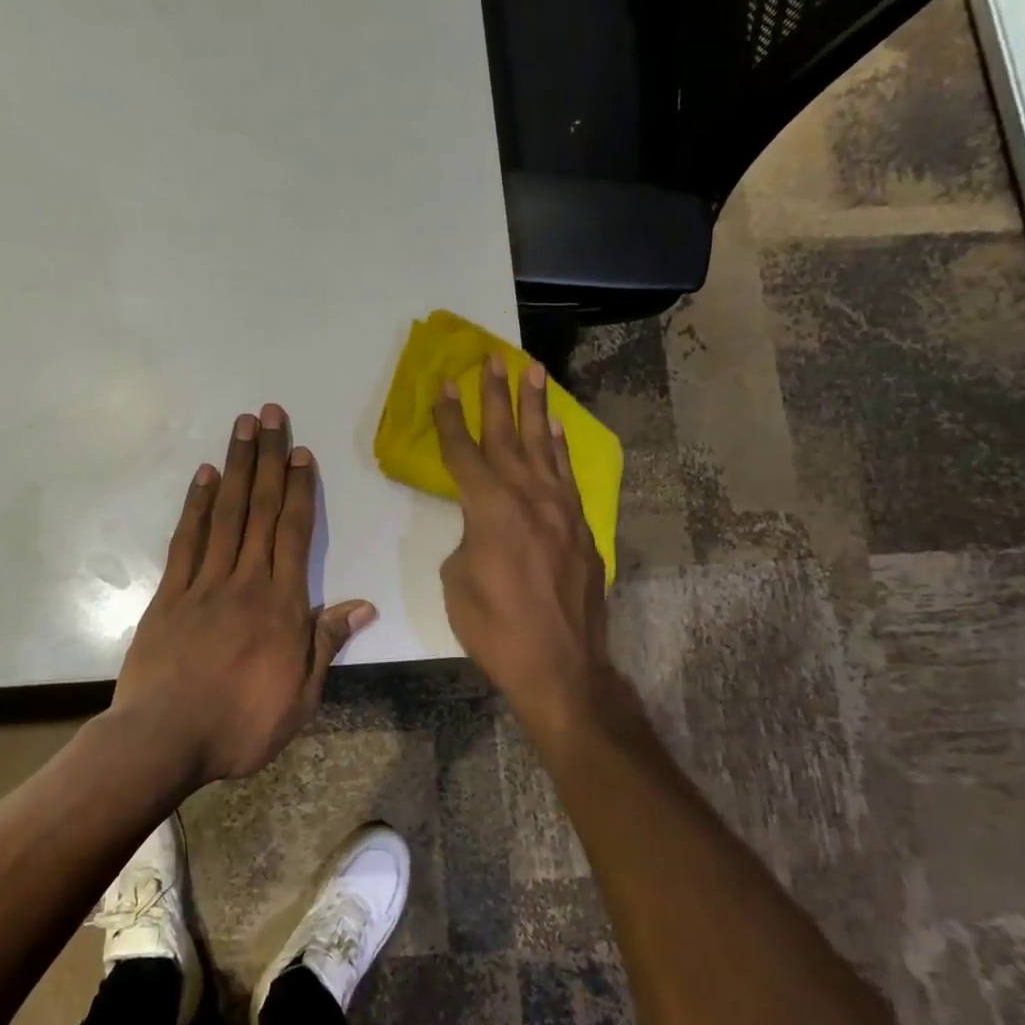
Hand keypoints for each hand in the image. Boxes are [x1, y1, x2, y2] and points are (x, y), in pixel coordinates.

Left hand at [115, 404, 376, 783]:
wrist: (164, 740)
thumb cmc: (241, 725)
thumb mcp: (301, 698)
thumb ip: (327, 644)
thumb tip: (363, 605)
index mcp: (282, 605)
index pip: (295, 534)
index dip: (300, 490)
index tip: (300, 453)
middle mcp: (245, 581)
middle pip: (261, 510)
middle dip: (268, 459)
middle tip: (270, 415)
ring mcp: (204, 584)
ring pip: (226, 514)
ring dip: (236, 468)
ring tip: (242, 428)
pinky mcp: (170, 594)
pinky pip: (186, 541)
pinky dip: (197, 505)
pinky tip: (205, 477)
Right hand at [435, 355, 611, 726]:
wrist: (560, 666)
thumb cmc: (495, 629)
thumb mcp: (458, 581)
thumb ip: (468, 539)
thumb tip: (484, 528)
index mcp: (490, 509)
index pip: (464, 452)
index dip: (449, 418)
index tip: (442, 384)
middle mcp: (529, 497)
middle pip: (507, 435)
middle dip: (497, 395)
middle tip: (493, 358)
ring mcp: (561, 510)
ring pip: (544, 446)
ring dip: (536, 407)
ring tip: (534, 372)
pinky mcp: (581, 527)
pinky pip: (567, 475)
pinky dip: (559, 448)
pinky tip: (554, 429)